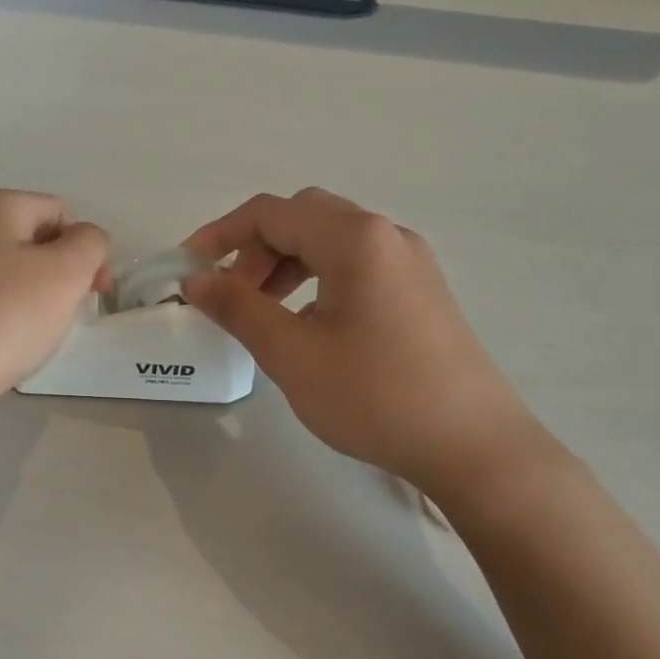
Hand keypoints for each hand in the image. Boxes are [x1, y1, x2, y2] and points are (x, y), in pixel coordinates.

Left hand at [0, 188, 108, 418]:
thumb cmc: (0, 319)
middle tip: (63, 317)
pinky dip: (0, 320)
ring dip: (31, 302)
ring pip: (8, 275)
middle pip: (32, 242)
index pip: (60, 213)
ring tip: (30, 337)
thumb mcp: (64, 275)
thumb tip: (85, 241)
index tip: (93, 295)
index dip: (86, 251)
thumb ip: (90, 245)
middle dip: (58, 277)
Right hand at [183, 188, 546, 499]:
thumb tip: (197, 281)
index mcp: (354, 239)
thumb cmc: (375, 396)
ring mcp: (410, 262)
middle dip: (255, 249)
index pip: (270, 213)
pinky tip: (309, 326)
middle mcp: (386, 235)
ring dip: (286, 264)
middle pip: (303, 218)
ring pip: (330, 241)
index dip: (219, 235)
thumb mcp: (291, 354)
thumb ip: (238, 308)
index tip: (187, 269)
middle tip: (231, 296)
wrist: (472, 445)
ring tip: (263, 312)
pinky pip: (356, 265)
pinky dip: (317, 279)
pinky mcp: (421, 290)